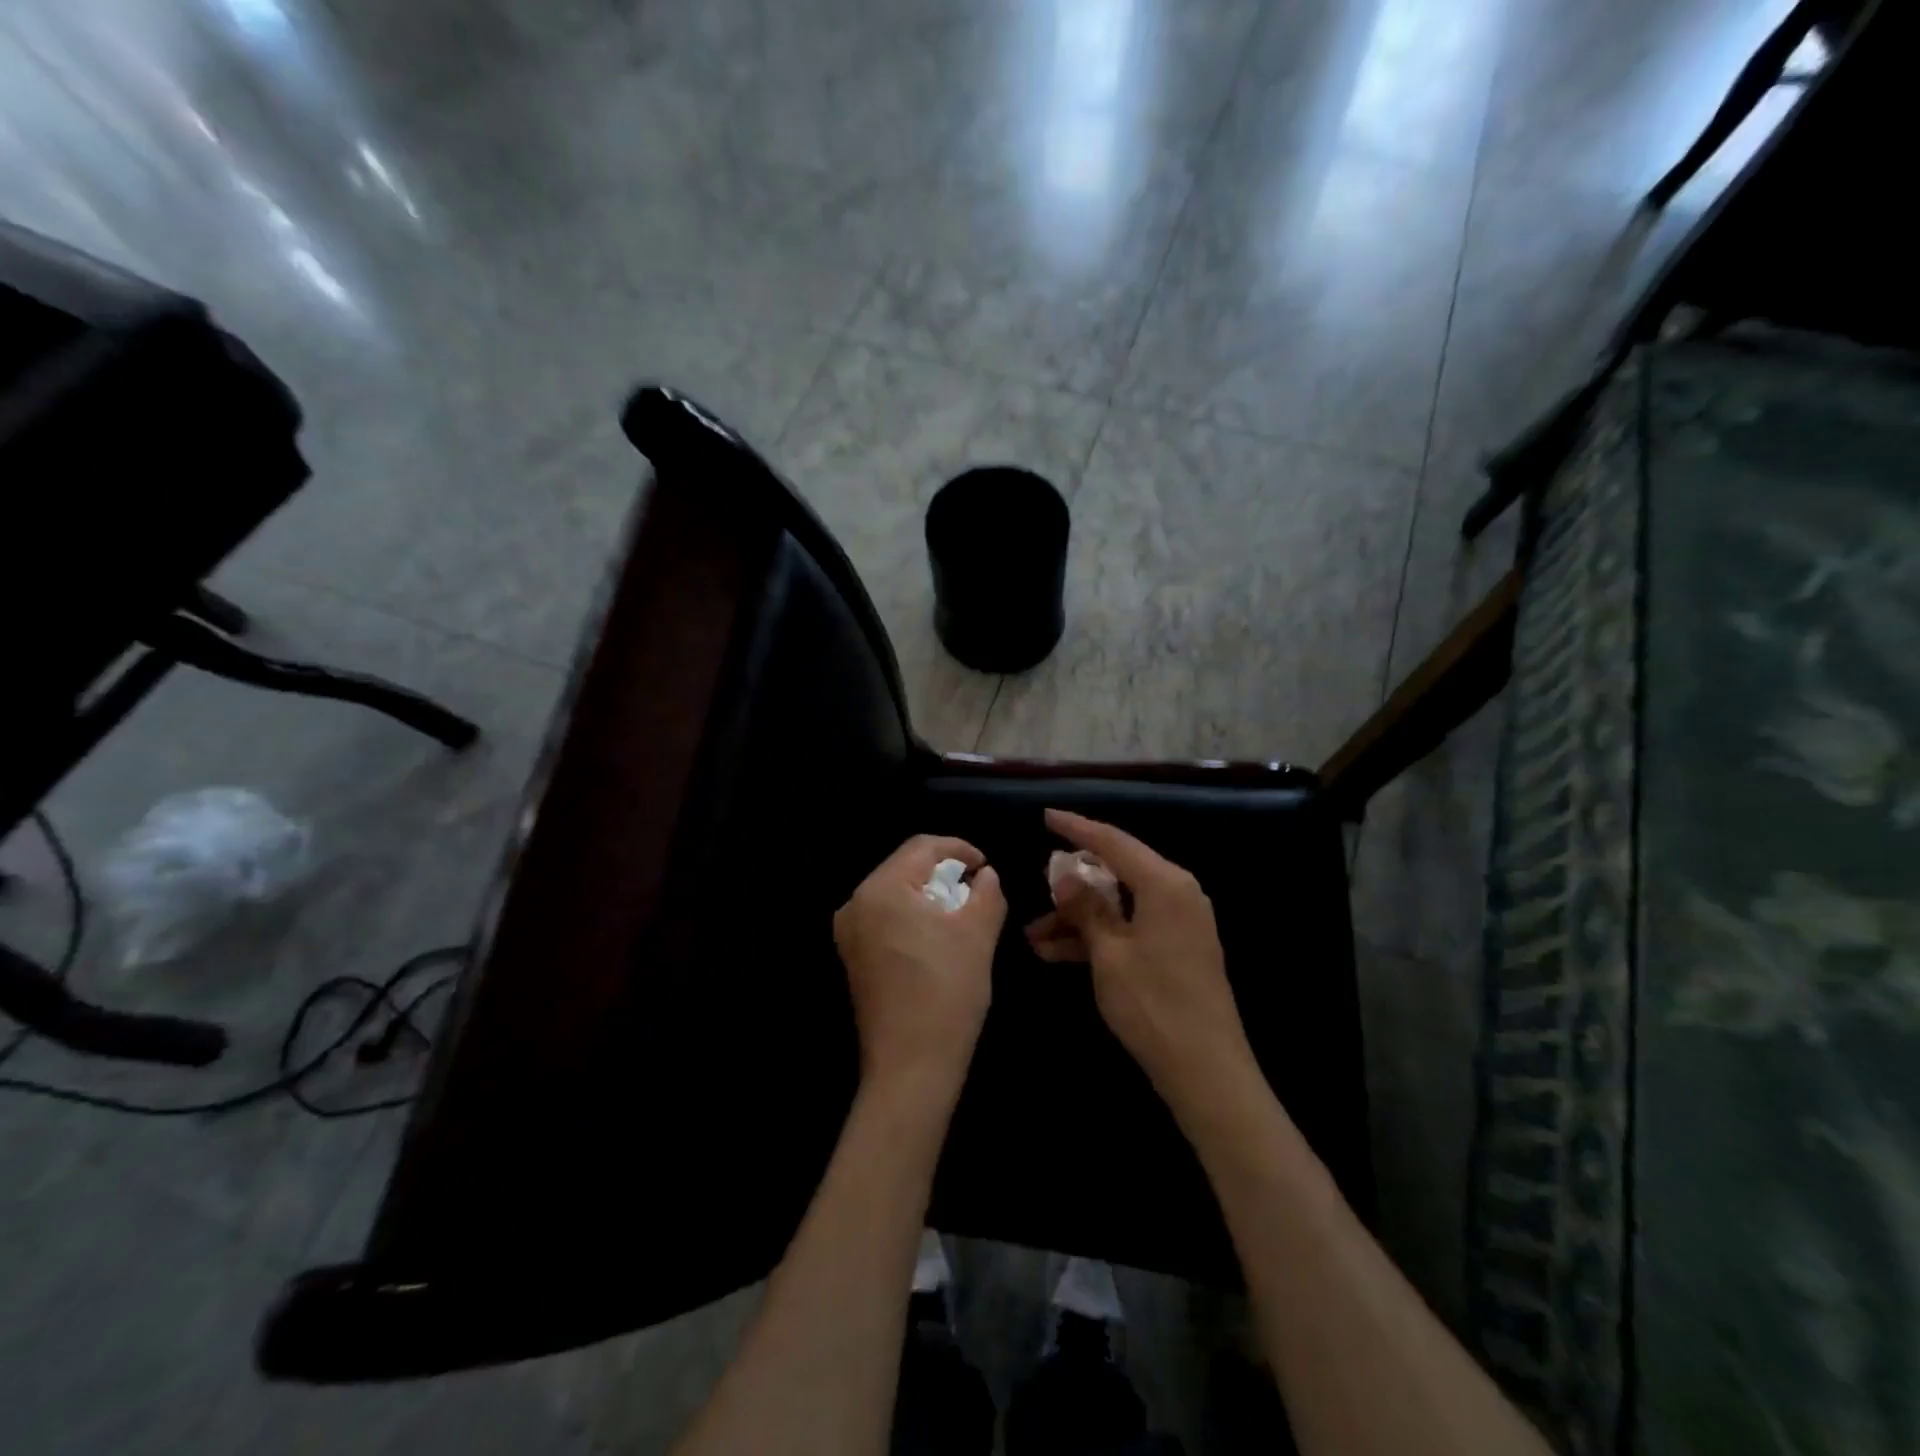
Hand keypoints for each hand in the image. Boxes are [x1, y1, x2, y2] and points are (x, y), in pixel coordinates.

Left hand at [834, 835, 1006, 1094]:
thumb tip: (985, 875)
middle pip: (905, 867)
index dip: (959, 849)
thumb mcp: (978, 934)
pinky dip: (913, 916)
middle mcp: (856, 903)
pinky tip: (937, 937)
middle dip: (943, 873)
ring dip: (929, 895)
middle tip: (977, 890)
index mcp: (881, 889)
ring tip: (962, 913)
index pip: (922, 847)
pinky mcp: (853, 956)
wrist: (911, 1067)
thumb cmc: (947, 993)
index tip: (986, 867)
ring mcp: (849, 932)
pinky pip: (885, 918)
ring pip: (896, 893)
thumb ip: (987, 892)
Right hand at [1027, 810, 1255, 1116]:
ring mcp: (1178, 922)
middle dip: (1071, 886)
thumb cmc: (1153, 1005)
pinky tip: (1056, 953)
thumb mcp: (1109, 953)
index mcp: (1165, 883)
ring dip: (1078, 918)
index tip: (1047, 816)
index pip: (1113, 842)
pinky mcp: (1176, 947)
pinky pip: (1129, 927)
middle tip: (1036, 891)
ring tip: (1033, 936)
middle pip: (1116, 872)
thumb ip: (1086, 907)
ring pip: (1118, 904)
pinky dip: (1097, 936)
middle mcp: (1177, 893)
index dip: (1077, 828)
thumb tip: (1065, 875)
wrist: (1207, 1070)